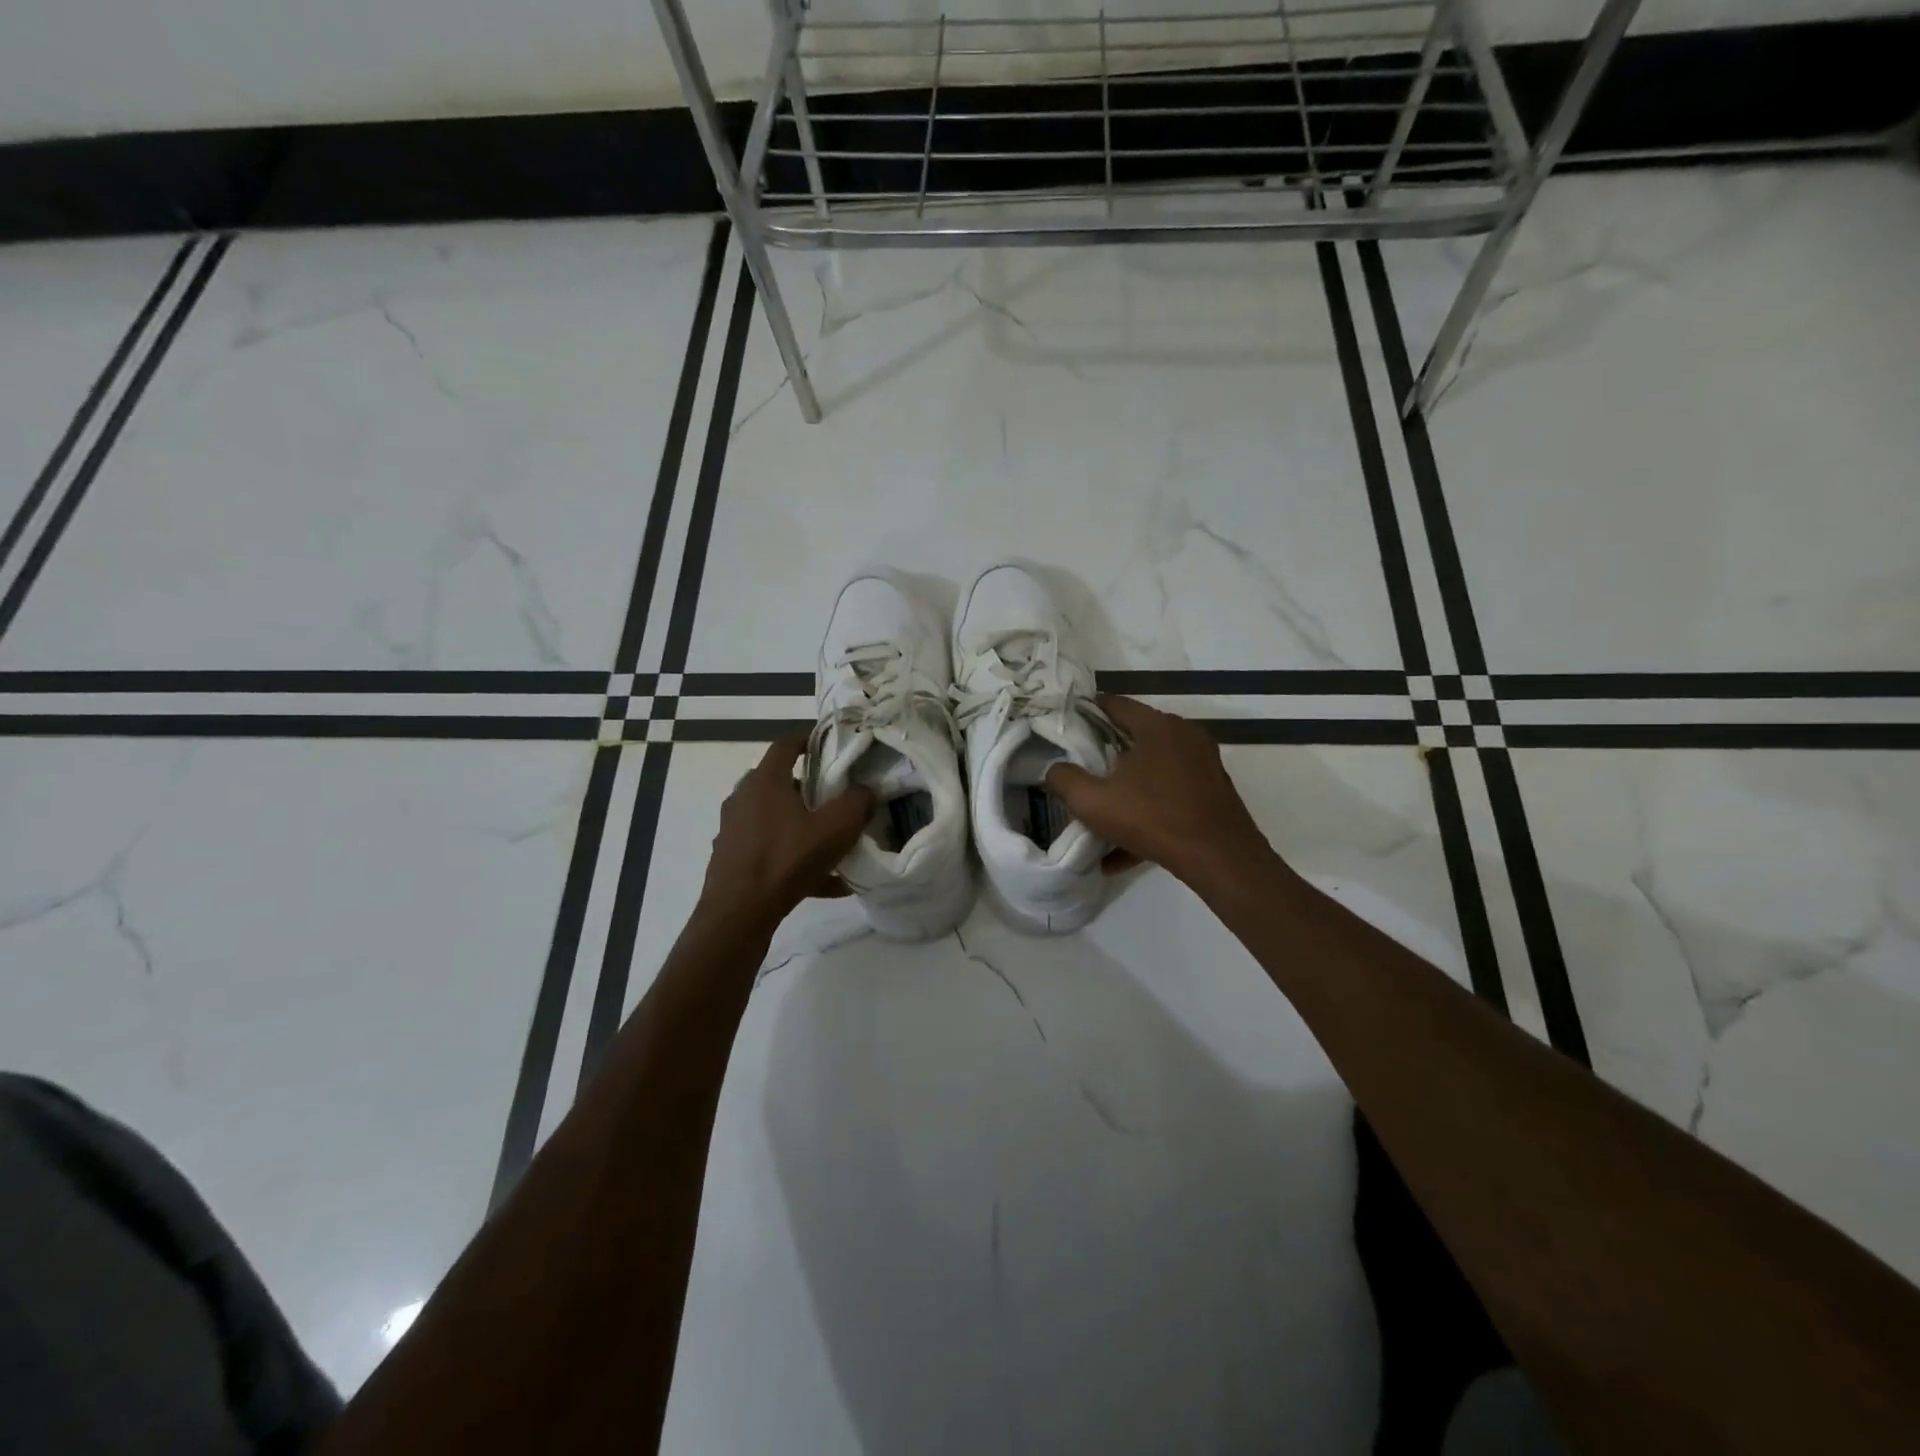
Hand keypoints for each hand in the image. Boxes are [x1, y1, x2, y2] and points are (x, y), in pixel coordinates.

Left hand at [698, 735, 874, 929]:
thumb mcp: (835, 829)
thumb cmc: (786, 859)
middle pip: (778, 782)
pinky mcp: (731, 859)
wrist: (738, 913)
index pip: (785, 745)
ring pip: (774, 819)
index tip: (826, 743)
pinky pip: (770, 850)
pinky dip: (793, 858)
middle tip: (833, 798)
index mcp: (765, 781)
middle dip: (808, 788)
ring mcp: (734, 830)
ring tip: (831, 845)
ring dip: (801, 826)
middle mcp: (743, 798)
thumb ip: (856, 803)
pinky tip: (823, 883)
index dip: (807, 739)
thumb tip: (865, 790)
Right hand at [1045, 696, 1281, 897]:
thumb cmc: (1153, 819)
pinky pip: (1172, 794)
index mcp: (1157, 726)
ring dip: (1129, 786)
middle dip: (1107, 752)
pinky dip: (1150, 810)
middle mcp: (1185, 735)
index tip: (1068, 725)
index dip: (1088, 711)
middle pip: (1136, 735)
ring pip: (1155, 768)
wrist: (1220, 858)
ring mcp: (1204, 763)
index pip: (1116, 704)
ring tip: (1105, 809)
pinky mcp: (1214, 791)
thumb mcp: (1093, 802)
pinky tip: (1126, 850)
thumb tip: (1053, 770)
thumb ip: (1064, 780)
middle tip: (1082, 769)